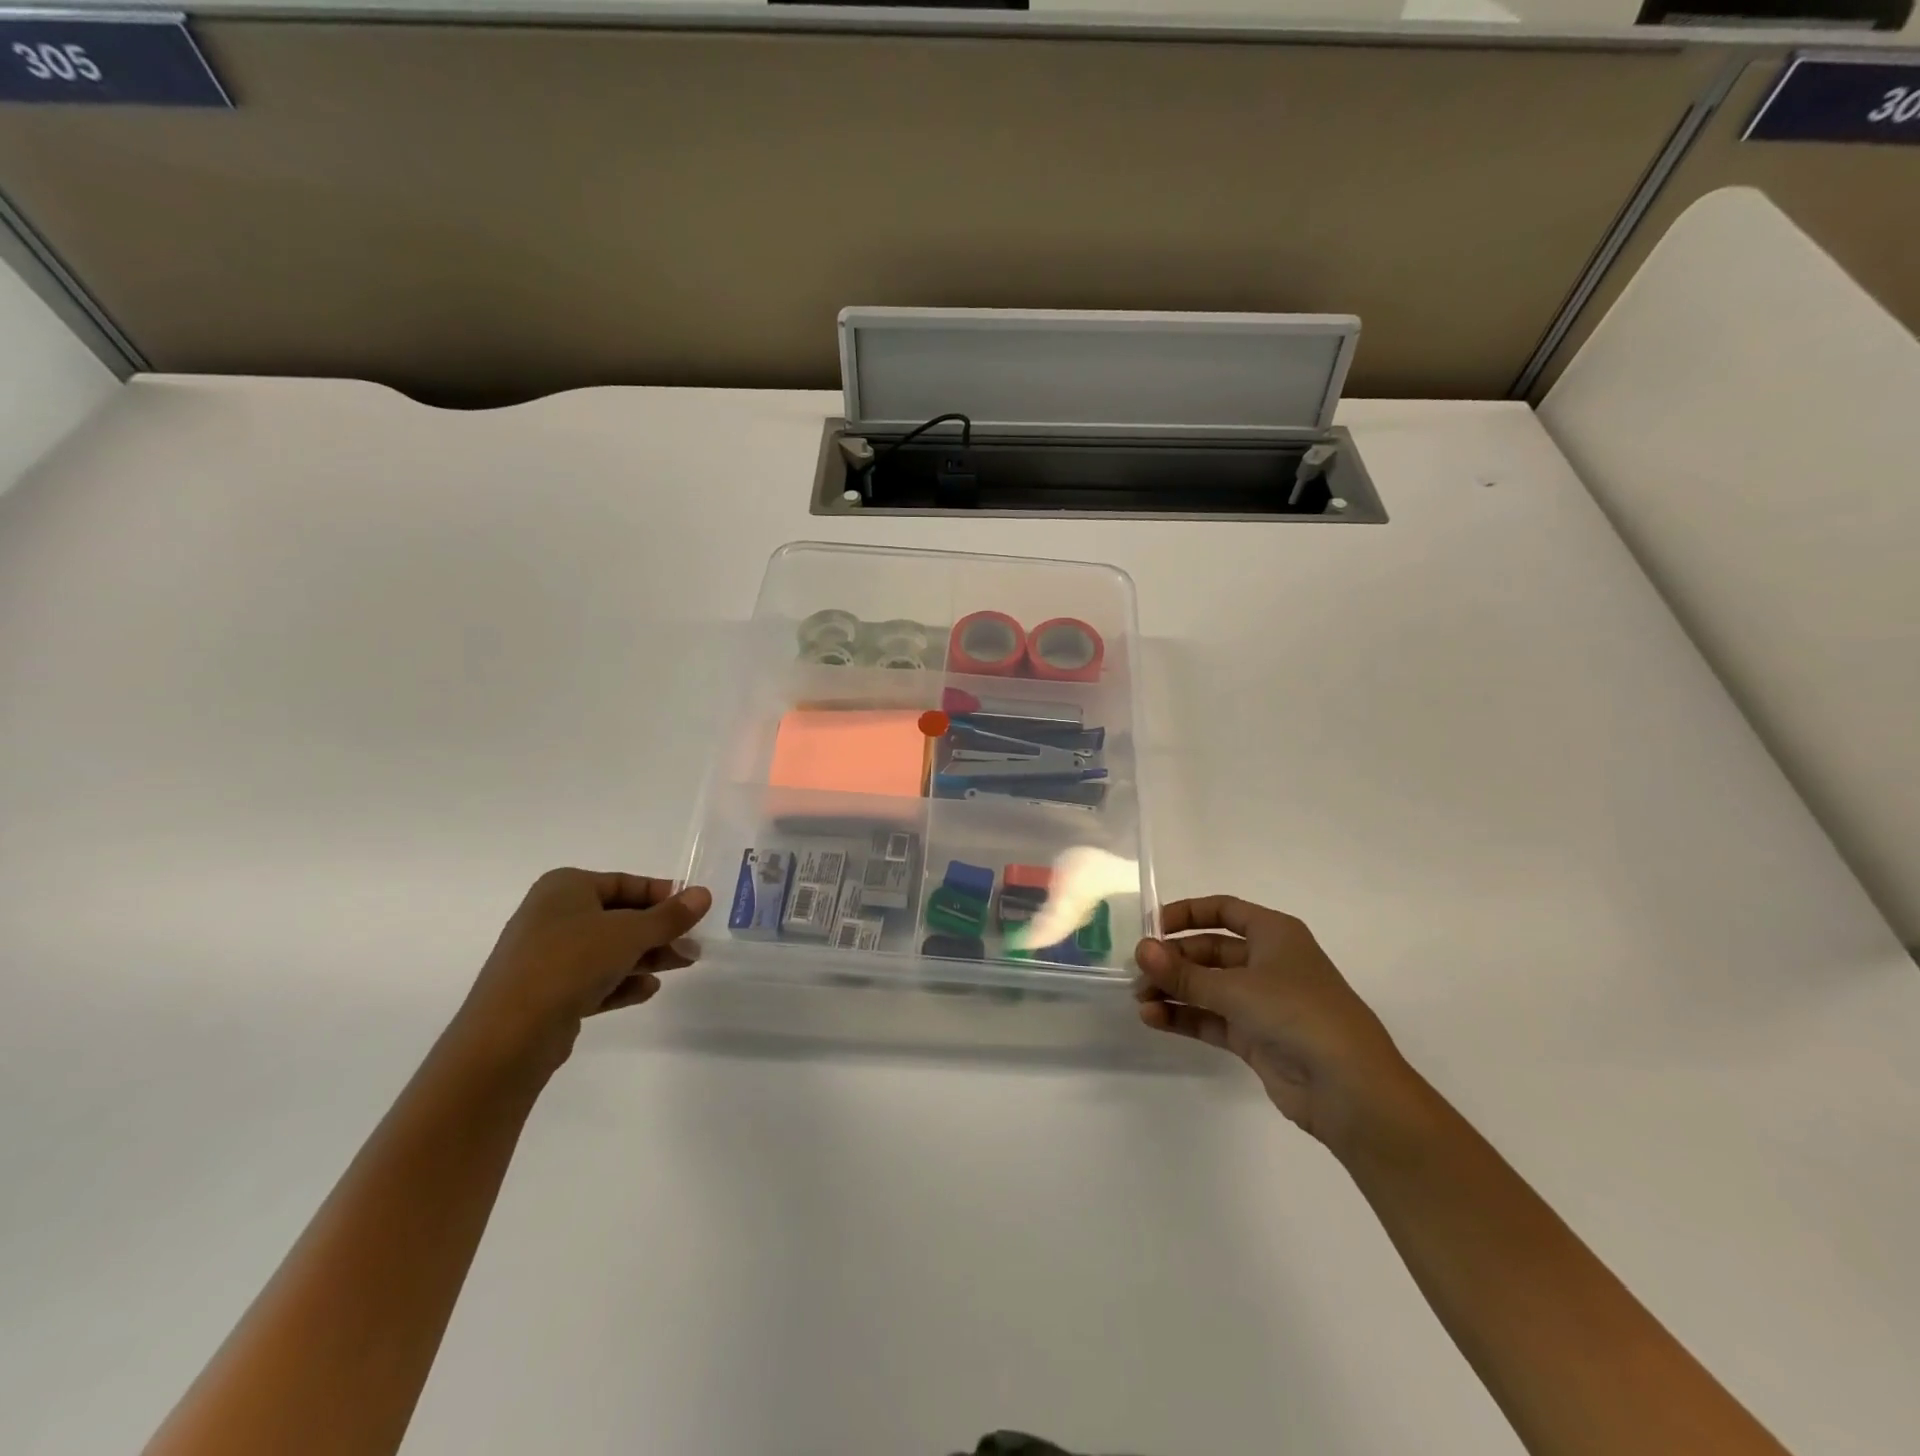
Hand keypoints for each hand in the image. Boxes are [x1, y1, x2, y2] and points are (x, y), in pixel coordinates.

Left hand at [450, 869, 712, 1076]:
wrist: (509, 1034)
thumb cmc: (571, 962)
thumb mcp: (630, 933)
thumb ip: (670, 916)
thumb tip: (704, 894)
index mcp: (565, 887)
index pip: (625, 883)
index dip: (663, 895)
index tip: (693, 911)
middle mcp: (552, 915)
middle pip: (619, 918)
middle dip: (658, 932)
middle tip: (693, 946)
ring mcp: (546, 956)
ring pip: (608, 950)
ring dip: (646, 957)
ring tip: (682, 966)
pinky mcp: (546, 992)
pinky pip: (592, 979)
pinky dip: (621, 982)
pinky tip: (648, 990)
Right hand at [1134, 896, 1417, 1152]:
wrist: (1351, 1090)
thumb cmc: (1298, 1015)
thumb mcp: (1236, 988)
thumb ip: (1184, 972)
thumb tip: (1140, 950)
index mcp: (1274, 934)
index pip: (1223, 910)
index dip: (1186, 913)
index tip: (1151, 927)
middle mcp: (1268, 962)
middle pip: (1210, 950)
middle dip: (1173, 960)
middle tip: (1137, 972)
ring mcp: (1262, 1002)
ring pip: (1208, 986)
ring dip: (1174, 990)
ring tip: (1139, 1000)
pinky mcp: (1256, 1037)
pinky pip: (1211, 1018)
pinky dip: (1184, 1016)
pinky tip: (1154, 1019)